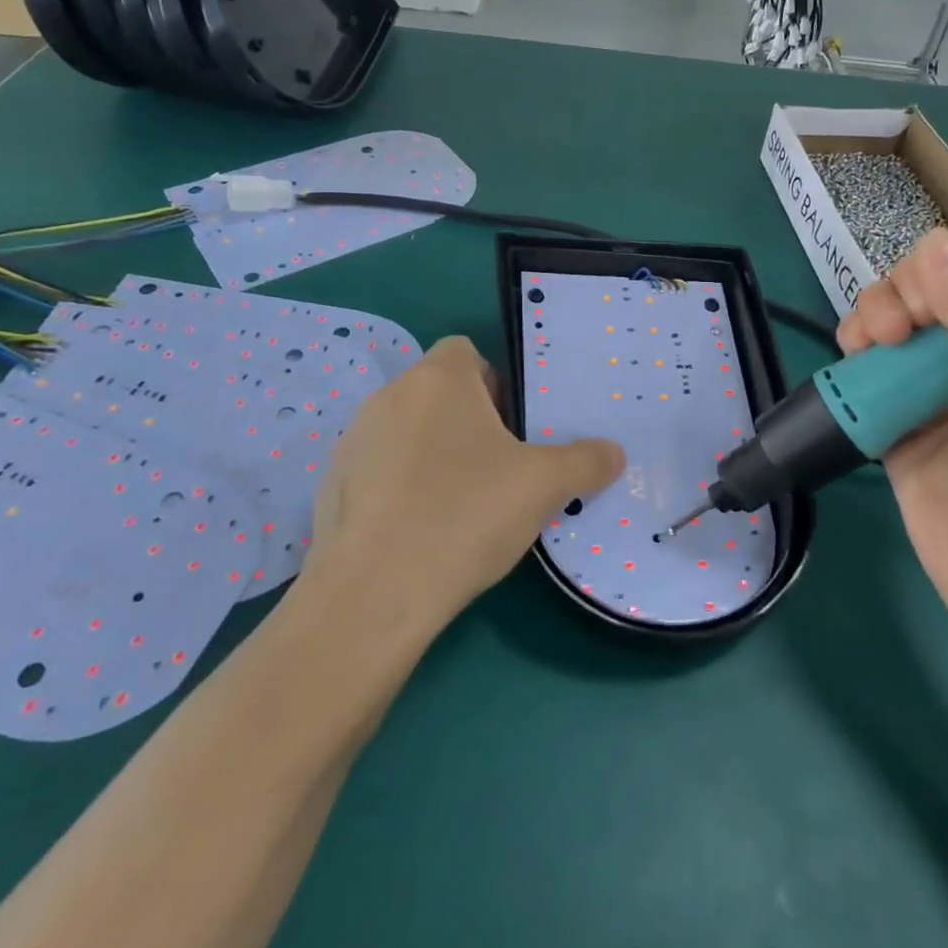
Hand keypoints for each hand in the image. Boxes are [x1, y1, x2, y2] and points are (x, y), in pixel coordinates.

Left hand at [295, 336, 623, 640]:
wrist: (372, 595)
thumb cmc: (464, 515)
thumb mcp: (543, 486)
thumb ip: (586, 462)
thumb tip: (615, 454)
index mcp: (437, 379)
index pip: (466, 352)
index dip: (495, 383)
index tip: (513, 428)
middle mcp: (389, 396)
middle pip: (439, 393)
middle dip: (470, 423)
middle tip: (499, 470)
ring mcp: (354, 441)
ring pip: (409, 432)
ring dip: (435, 454)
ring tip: (461, 504)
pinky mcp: (332, 485)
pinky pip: (380, 470)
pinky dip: (402, 488)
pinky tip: (420, 531)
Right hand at [839, 222, 947, 633]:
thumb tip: (934, 244)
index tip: (944, 268)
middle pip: (934, 281)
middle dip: (910, 284)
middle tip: (908, 320)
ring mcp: (936, 383)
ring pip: (894, 316)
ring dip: (875, 310)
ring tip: (874, 340)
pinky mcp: (895, 415)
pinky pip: (866, 364)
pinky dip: (853, 349)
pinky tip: (853, 354)